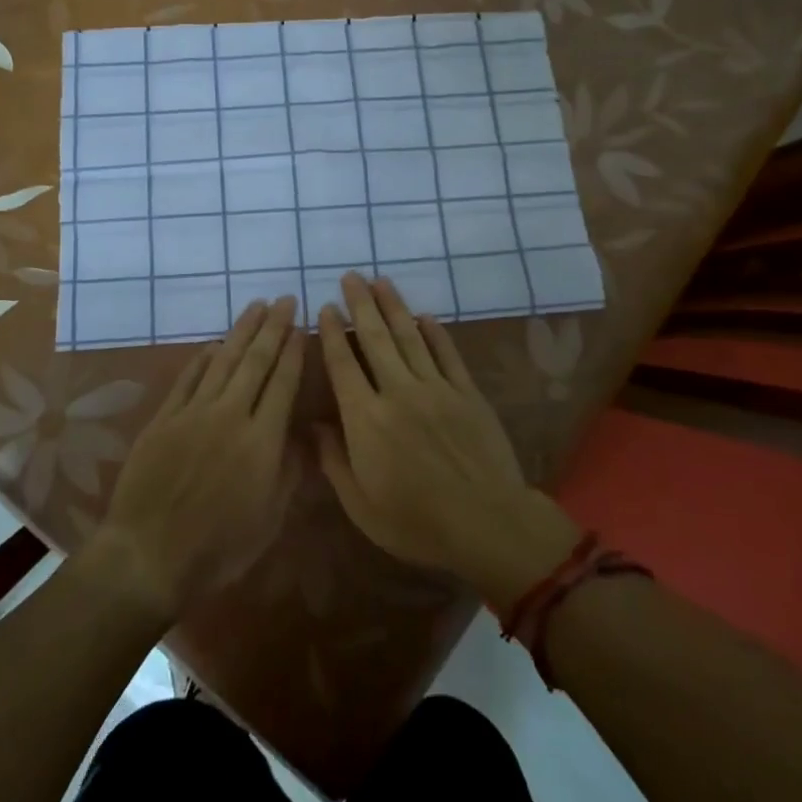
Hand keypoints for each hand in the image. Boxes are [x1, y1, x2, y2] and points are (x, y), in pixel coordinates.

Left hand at [88, 297, 303, 624]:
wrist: (150, 554)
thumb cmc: (219, 546)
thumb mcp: (270, 518)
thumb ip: (290, 470)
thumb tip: (304, 432)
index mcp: (262, 440)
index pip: (282, 382)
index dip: (293, 352)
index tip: (300, 326)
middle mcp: (230, 414)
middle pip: (255, 361)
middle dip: (273, 327)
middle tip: (284, 300)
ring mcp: (193, 412)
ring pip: (223, 361)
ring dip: (241, 331)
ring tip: (255, 307)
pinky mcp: (164, 418)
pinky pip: (187, 378)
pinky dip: (202, 358)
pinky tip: (212, 345)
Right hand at [316, 274, 577, 607]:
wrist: (488, 524)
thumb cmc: (416, 522)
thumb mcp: (361, 506)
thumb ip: (333, 461)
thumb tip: (313, 425)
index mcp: (366, 419)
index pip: (343, 365)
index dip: (332, 333)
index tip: (325, 308)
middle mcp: (398, 392)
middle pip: (375, 339)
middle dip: (361, 304)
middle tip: (351, 276)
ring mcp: (436, 389)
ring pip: (409, 337)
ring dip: (394, 306)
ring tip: (381, 281)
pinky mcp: (467, 393)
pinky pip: (447, 354)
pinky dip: (435, 332)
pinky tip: (425, 316)